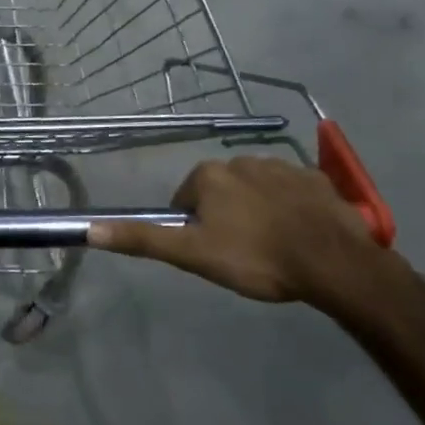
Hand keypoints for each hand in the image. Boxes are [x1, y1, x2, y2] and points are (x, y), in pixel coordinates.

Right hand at [90, 157, 384, 306]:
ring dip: (257, 211)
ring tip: (273, 247)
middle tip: (241, 254)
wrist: (334, 264)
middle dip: (225, 217)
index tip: (212, 254)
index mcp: (208, 176)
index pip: (186, 201)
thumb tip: (89, 229)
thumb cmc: (256, 259)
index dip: (194, 229)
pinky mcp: (317, 179)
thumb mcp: (192, 254)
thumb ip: (142, 239)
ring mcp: (283, 166)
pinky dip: (290, 207)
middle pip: (220, 193)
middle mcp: (241, 160)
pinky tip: (300, 234)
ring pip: (256, 190)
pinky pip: (292, 191)